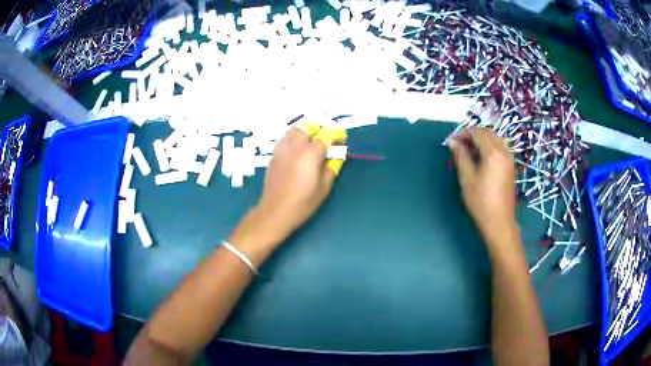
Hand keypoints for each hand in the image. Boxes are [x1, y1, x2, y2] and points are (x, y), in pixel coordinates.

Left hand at [255, 123, 345, 241]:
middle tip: (325, 141)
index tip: (340, 141)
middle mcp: (295, 147)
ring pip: (294, 130)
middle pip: (308, 129)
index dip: (335, 137)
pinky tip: (296, 150)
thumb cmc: (303, 202)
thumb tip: (335, 158)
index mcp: (311, 154)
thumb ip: (331, 168)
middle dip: (318, 131)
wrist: (276, 211)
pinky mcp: (274, 155)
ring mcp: (282, 149)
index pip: (325, 137)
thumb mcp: (324, 188)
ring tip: (310, 142)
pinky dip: (292, 139)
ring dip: (304, 132)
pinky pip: (284, 139)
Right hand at [449, 127, 516, 243]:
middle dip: (473, 135)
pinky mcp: (510, 167)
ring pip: (496, 139)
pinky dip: (490, 147)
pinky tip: (482, 160)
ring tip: (471, 152)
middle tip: (461, 146)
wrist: (499, 222)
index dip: (463, 133)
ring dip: (483, 140)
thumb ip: (460, 156)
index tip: (453, 142)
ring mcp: (509, 159)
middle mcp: (503, 152)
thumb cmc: (480, 201)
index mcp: (492, 153)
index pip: (477, 132)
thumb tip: (453, 142)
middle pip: (488, 133)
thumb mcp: (466, 178)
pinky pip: (501, 149)